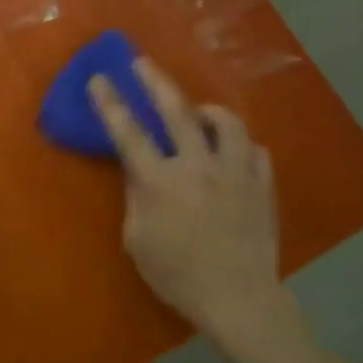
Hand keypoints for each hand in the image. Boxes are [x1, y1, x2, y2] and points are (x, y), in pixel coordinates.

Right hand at [87, 60, 305, 362]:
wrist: (239, 300)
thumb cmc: (178, 275)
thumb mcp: (138, 239)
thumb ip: (137, 197)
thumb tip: (140, 170)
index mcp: (161, 181)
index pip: (130, 133)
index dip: (111, 103)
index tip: (99, 78)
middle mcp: (198, 166)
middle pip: (176, 111)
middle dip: (155, 81)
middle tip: (142, 61)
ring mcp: (235, 173)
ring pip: (225, 123)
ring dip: (207, 111)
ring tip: (197, 113)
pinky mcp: (262, 186)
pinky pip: (254, 150)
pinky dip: (238, 146)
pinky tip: (231, 153)